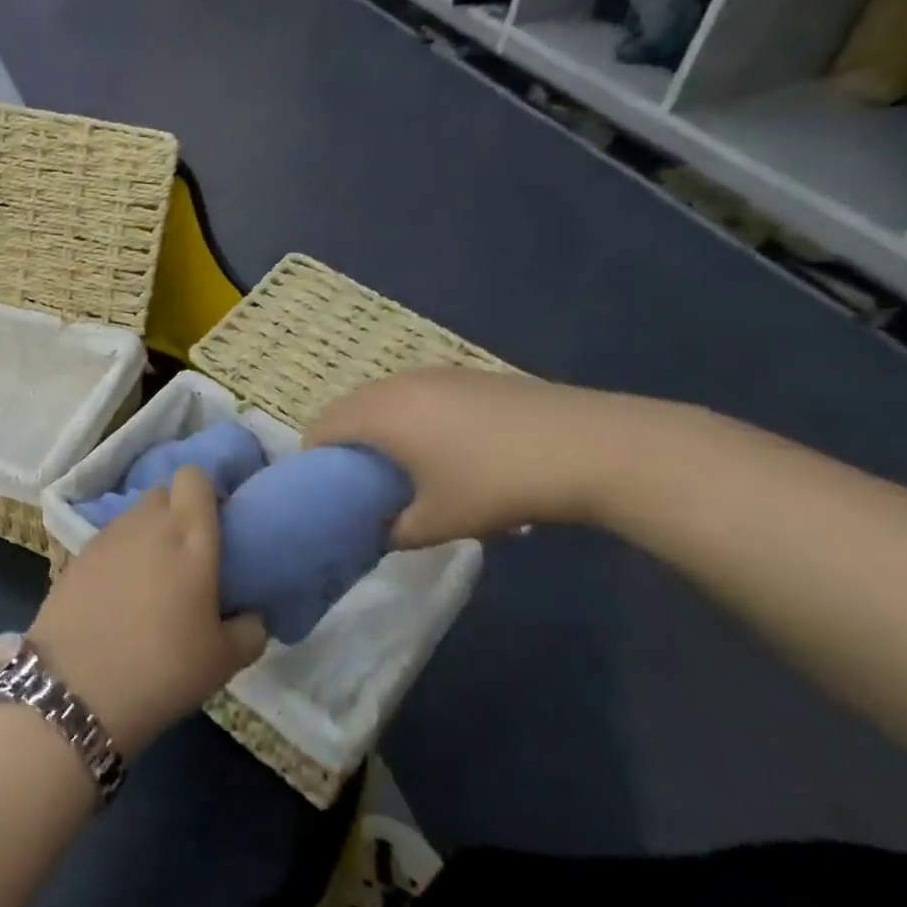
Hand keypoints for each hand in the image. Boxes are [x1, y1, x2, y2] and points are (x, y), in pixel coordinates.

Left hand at [28, 466, 267, 758]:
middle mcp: (146, 523)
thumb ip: (250, 628)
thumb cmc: (163, 668)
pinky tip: (119, 595)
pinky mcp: (76, 555)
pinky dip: (119, 556)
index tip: (216, 526)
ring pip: (134, 517)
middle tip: (188, 556)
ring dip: (147, 534)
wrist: (77, 688)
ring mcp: (106, 536)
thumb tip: (250, 614)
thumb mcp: (225, 660)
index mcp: (189, 534)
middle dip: (177, 513)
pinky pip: (108, 541)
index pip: (194, 476)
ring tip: (153, 580)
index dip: (206, 493)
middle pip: (163, 493)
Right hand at [303, 367, 629, 547]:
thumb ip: (394, 531)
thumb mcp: (439, 522)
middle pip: (347, 410)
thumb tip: (380, 533)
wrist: (592, 446)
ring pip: (383, 399)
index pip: (319, 430)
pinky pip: (416, 394)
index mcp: (377, 415)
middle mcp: (395, 385)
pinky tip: (447, 448)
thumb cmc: (498, 484)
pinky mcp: (466, 374)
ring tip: (404, 467)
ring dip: (379, 429)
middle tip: (362, 484)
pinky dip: (411, 417)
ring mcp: (433, 374)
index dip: (314, 462)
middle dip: (346, 445)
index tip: (328, 492)